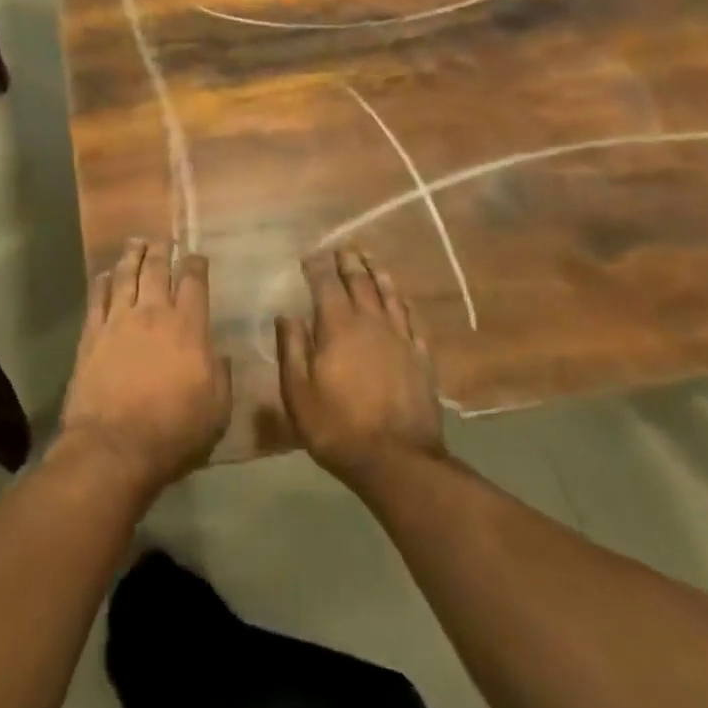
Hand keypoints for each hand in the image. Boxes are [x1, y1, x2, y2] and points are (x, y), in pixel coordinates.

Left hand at [57, 239, 231, 496]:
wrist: (114, 447)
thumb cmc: (174, 433)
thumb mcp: (217, 411)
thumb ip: (220, 375)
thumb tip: (217, 353)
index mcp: (188, 328)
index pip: (193, 283)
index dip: (195, 265)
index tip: (196, 256)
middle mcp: (153, 314)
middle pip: (156, 270)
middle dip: (162, 251)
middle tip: (163, 241)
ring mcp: (118, 321)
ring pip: (125, 275)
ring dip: (132, 256)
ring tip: (136, 242)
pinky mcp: (91, 335)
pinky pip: (97, 297)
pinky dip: (103, 281)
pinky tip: (105, 273)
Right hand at [277, 249, 444, 488]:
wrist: (397, 460)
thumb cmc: (337, 427)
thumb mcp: (298, 391)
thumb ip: (292, 348)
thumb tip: (286, 314)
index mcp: (338, 327)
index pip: (326, 285)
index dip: (317, 267)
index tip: (310, 255)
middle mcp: (371, 323)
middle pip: (360, 283)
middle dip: (349, 263)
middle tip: (344, 248)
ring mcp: (400, 339)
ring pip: (390, 296)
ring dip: (379, 274)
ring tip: (371, 259)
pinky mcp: (421, 358)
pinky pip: (413, 321)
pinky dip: (405, 304)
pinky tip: (403, 299)